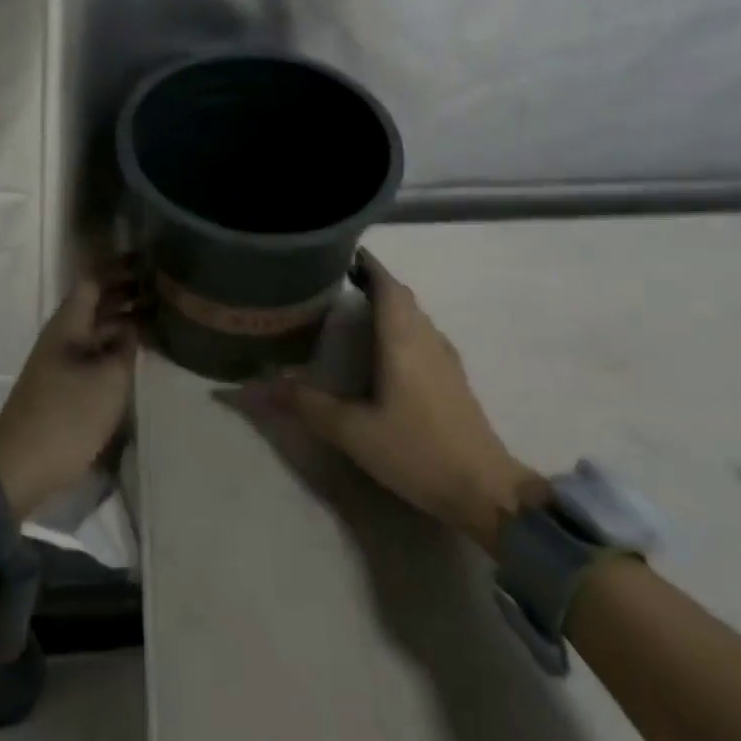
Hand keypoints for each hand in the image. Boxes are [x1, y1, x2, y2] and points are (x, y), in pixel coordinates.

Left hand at [0, 269, 138, 520]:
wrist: (20, 470)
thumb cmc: (66, 417)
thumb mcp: (107, 380)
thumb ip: (124, 347)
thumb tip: (132, 325)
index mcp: (68, 325)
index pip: (93, 280)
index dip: (119, 267)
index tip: (148, 258)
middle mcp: (62, 336)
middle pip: (96, 303)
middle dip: (126, 291)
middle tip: (163, 287)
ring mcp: (61, 362)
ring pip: (96, 329)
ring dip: (123, 320)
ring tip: (159, 317)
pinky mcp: (63, 386)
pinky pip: (94, 352)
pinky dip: (115, 346)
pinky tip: (137, 355)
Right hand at [258, 250, 537, 552]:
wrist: (485, 490)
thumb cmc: (417, 450)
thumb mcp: (353, 431)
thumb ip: (306, 404)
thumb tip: (255, 385)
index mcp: (402, 340)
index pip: (386, 285)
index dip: (366, 264)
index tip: (341, 251)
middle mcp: (426, 338)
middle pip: (401, 296)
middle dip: (374, 280)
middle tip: (339, 278)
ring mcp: (445, 358)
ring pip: (415, 314)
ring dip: (390, 302)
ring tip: (357, 305)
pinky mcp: (454, 378)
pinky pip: (424, 333)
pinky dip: (403, 324)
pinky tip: (388, 347)